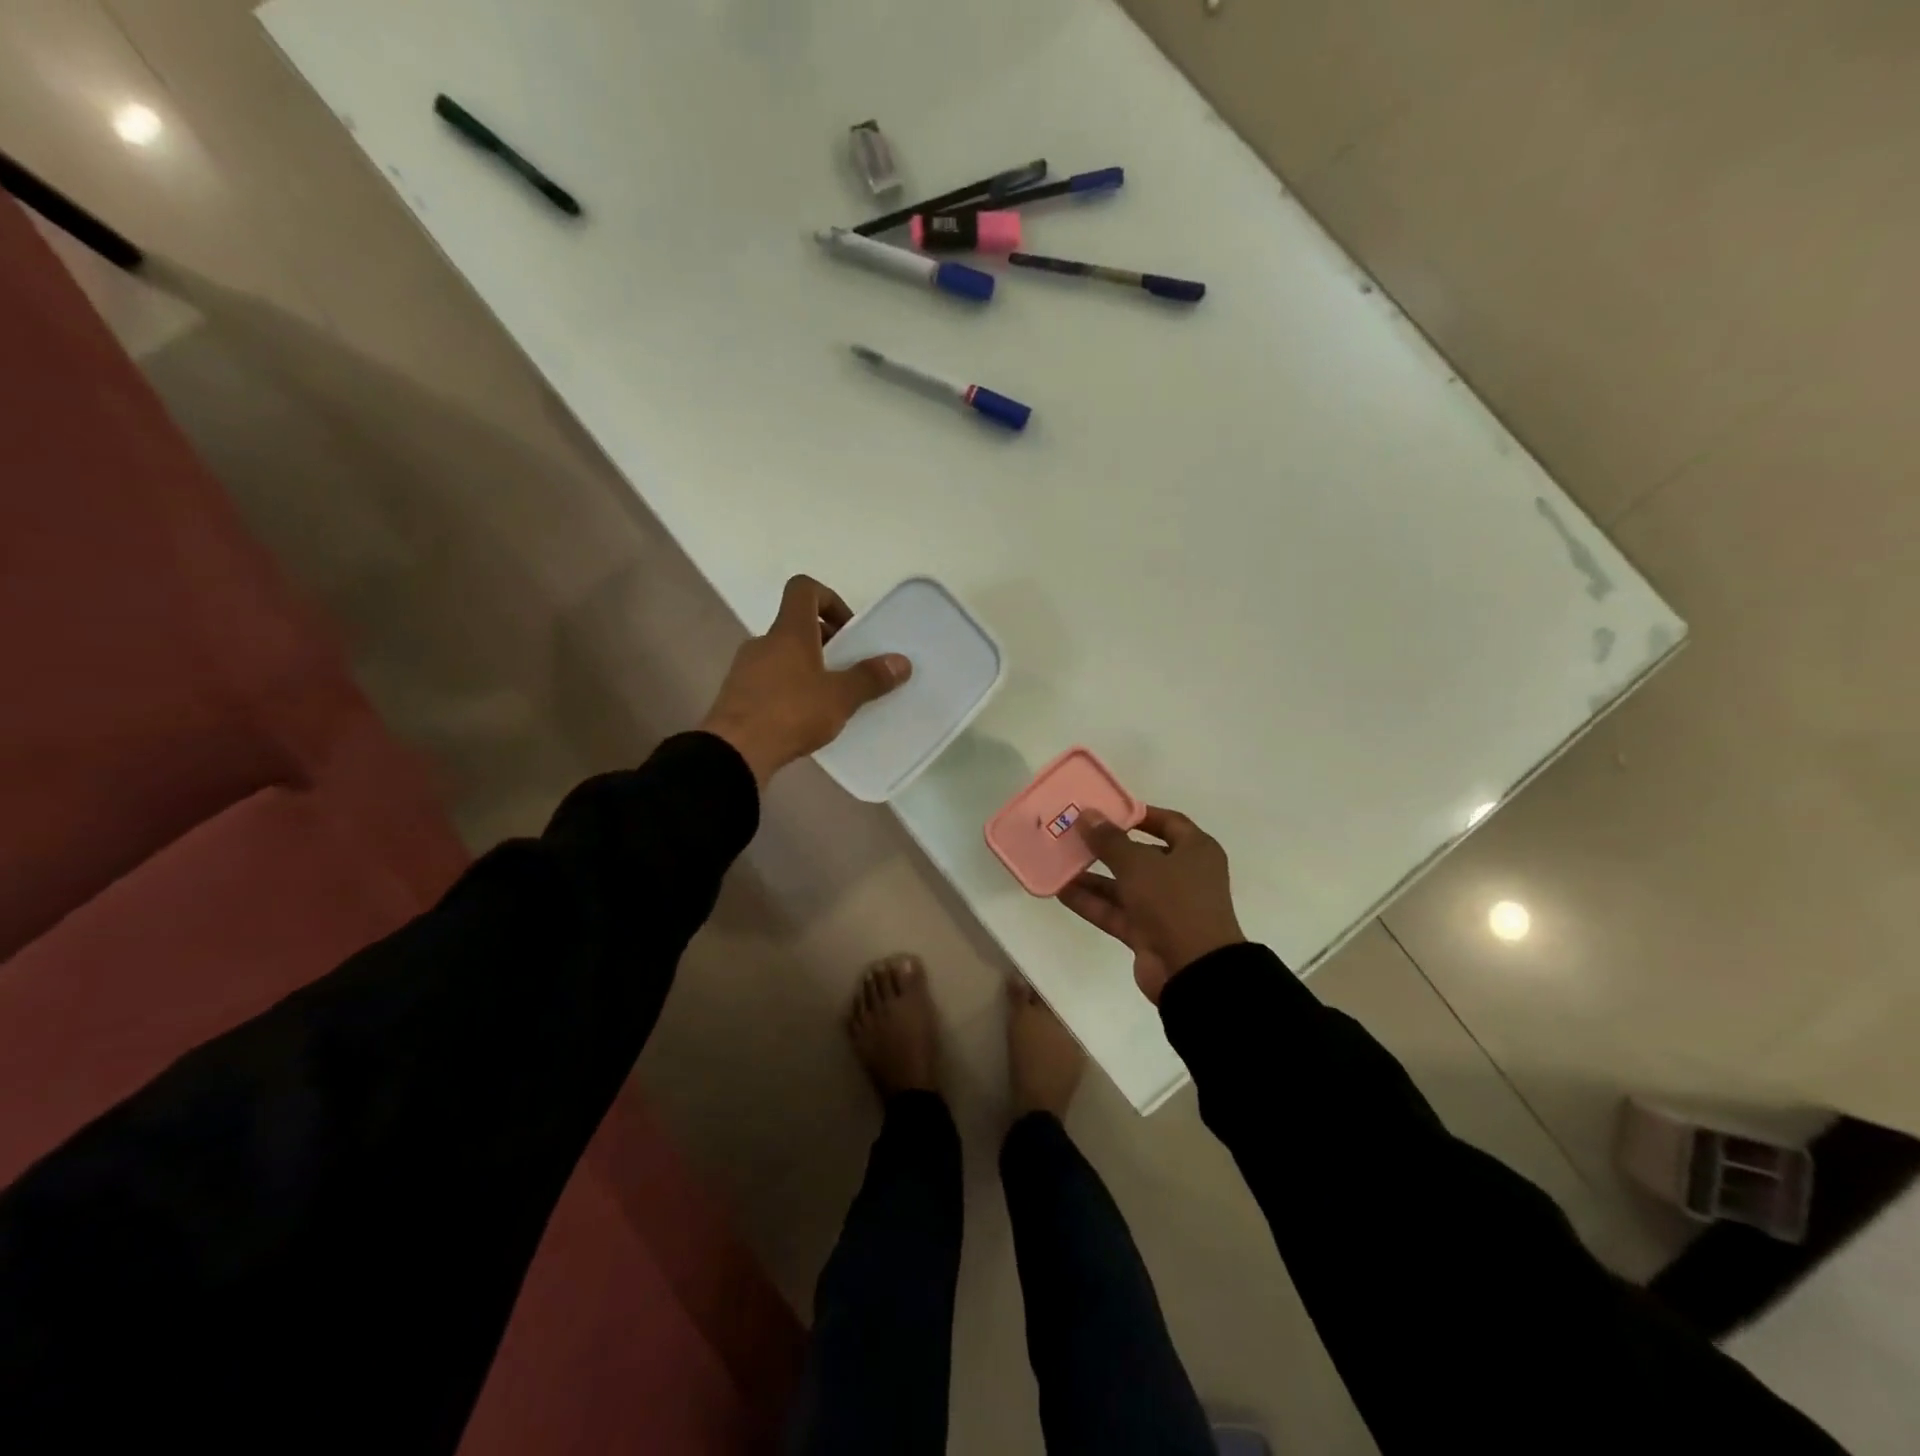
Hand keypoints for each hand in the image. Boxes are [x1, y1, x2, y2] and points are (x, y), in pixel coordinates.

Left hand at [699, 575, 910, 786]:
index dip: (829, 599)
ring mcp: (746, 668)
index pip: (804, 589)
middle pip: (796, 625)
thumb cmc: (790, 713)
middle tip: (847, 668)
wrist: (734, 751)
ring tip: (828, 698)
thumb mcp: (840, 697)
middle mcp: (764, 641)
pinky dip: (789, 688)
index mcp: (789, 631)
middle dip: (826, 641)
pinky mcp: (737, 695)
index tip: (849, 629)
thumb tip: (901, 662)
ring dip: (807, 667)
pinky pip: (769, 680)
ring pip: (783, 655)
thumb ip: (870, 678)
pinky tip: (803, 718)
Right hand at [1057, 806, 1244, 1003]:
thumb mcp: (1138, 864)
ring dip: (1093, 876)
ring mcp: (1165, 907)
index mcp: (1196, 851)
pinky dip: (1092, 902)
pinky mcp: (1148, 933)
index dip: (1137, 814)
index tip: (1105, 809)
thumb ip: (1109, 840)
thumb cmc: (1174, 902)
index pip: (1168, 822)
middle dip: (1107, 846)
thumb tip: (1087, 814)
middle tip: (1073, 833)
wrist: (1193, 971)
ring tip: (1059, 861)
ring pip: (1124, 885)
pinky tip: (1061, 891)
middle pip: (1141, 854)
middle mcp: (1183, 876)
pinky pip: (1116, 912)